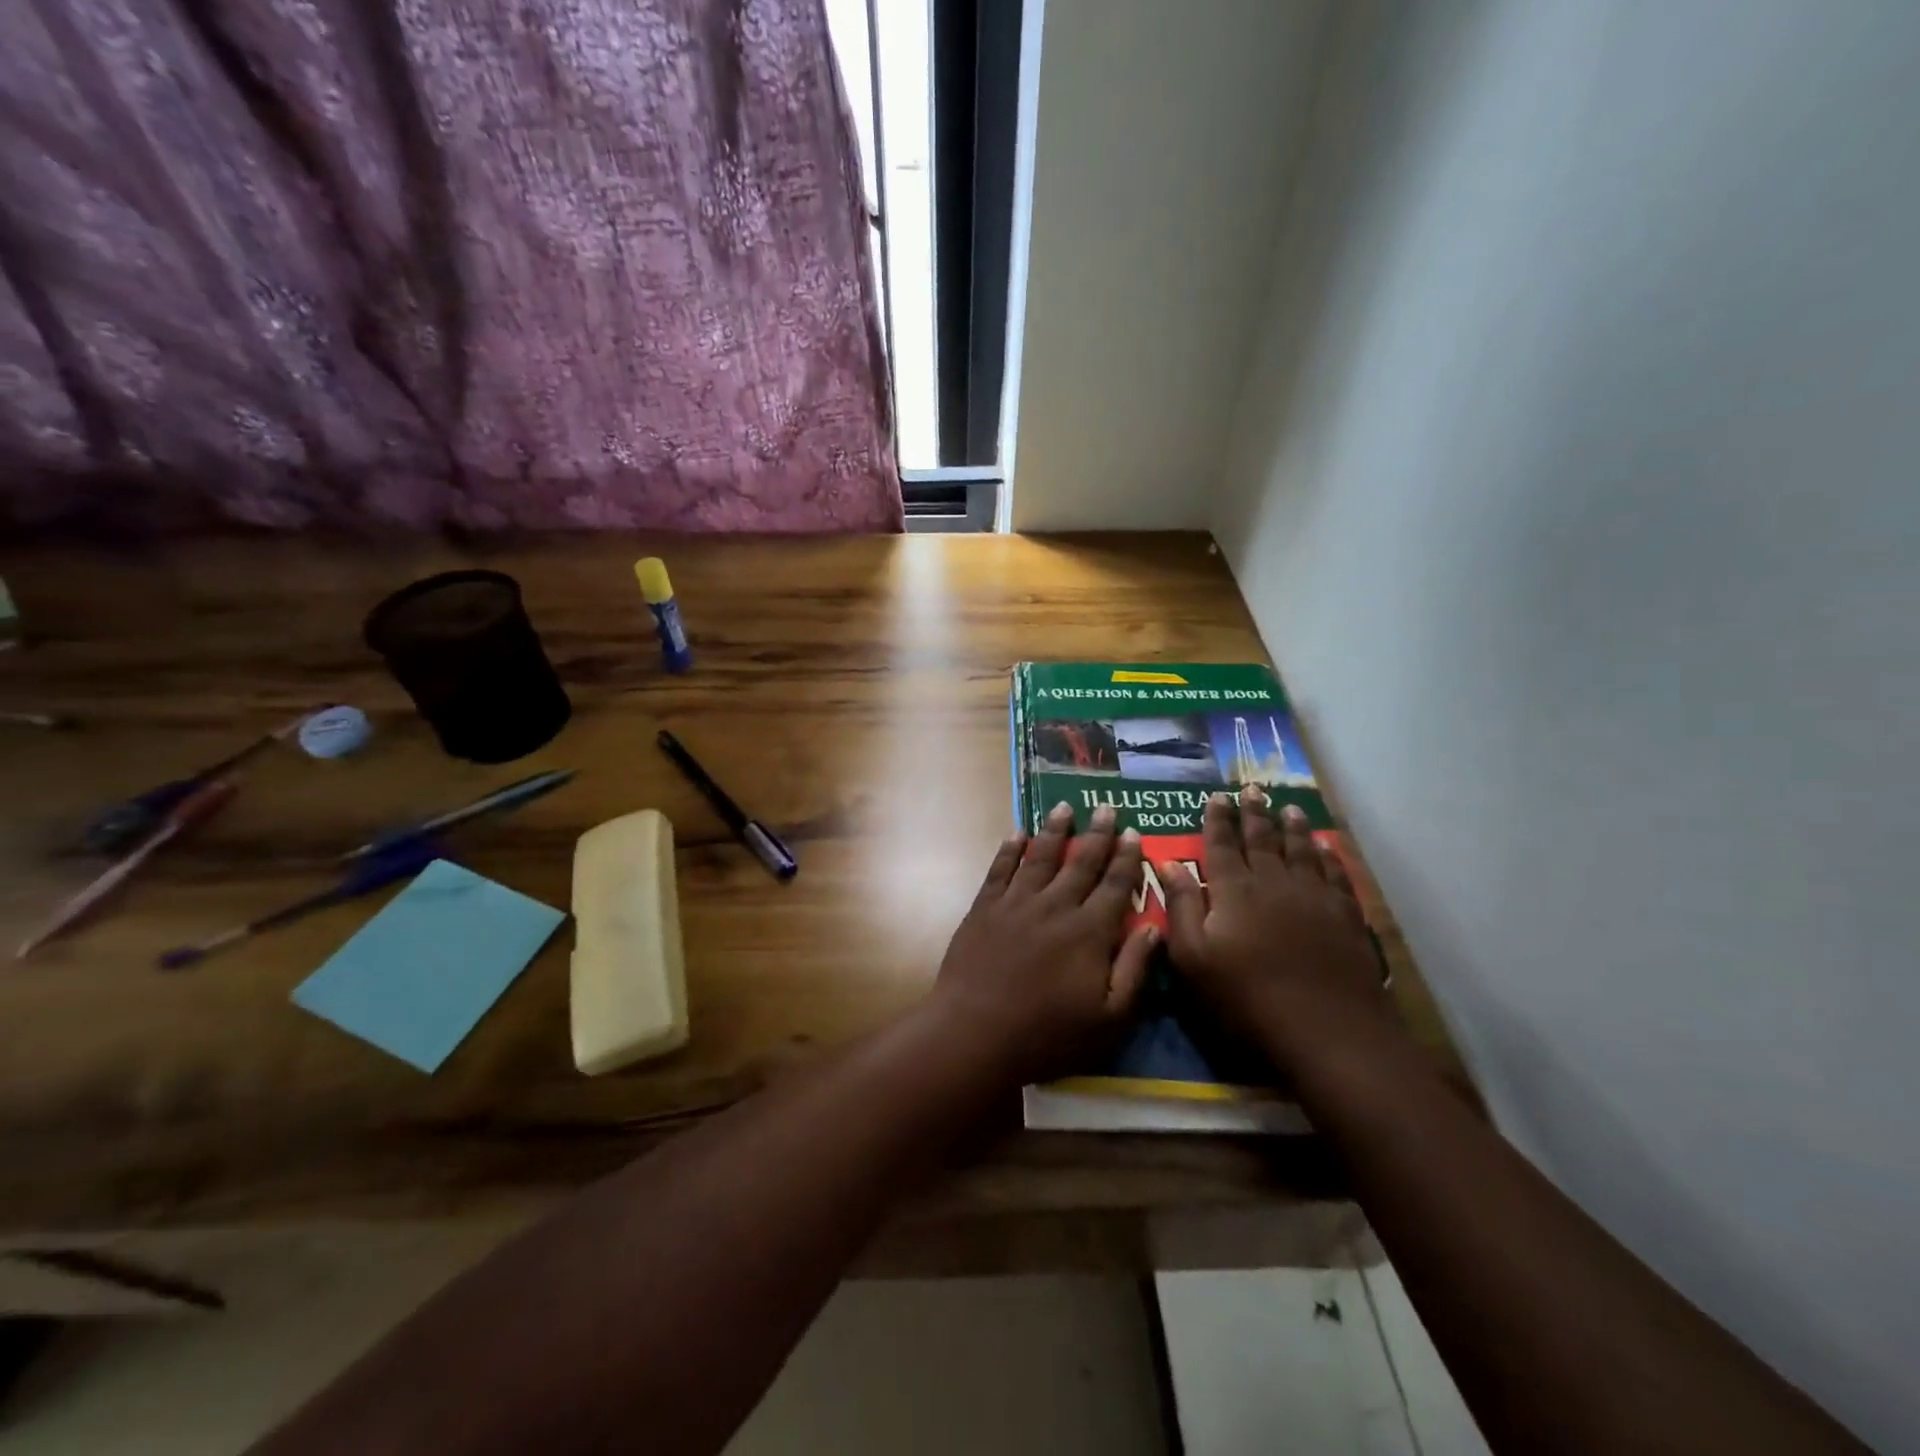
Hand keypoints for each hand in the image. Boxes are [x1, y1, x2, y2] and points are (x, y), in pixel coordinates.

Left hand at [930, 803, 1158, 1084]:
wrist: (976, 1032)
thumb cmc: (1049, 1033)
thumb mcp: (1110, 1018)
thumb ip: (1135, 969)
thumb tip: (1155, 926)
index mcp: (1089, 931)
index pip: (1115, 885)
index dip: (1127, 858)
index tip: (1134, 832)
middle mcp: (1055, 906)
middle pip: (1081, 862)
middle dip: (1097, 834)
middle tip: (1106, 807)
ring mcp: (1016, 903)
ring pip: (1040, 856)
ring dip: (1055, 830)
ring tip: (1064, 807)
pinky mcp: (984, 908)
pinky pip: (1000, 869)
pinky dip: (1010, 849)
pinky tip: (1017, 833)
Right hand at [1163, 787, 1393, 1061]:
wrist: (1327, 1030)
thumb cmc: (1247, 997)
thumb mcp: (1194, 958)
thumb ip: (1181, 907)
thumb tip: (1168, 863)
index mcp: (1234, 890)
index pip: (1221, 844)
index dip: (1217, 819)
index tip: (1216, 797)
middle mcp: (1273, 881)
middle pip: (1262, 839)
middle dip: (1254, 813)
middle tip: (1251, 789)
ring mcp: (1314, 896)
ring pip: (1301, 850)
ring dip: (1292, 827)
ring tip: (1288, 808)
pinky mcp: (1345, 916)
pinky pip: (1335, 873)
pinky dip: (1329, 856)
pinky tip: (1327, 848)